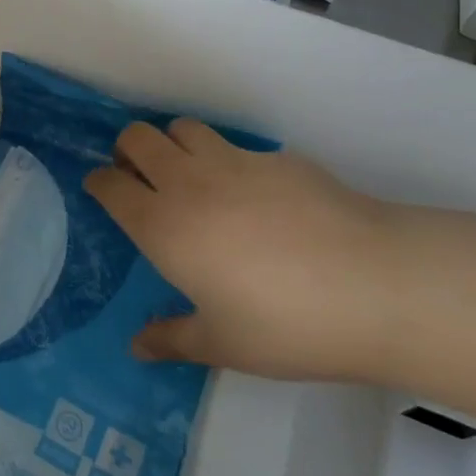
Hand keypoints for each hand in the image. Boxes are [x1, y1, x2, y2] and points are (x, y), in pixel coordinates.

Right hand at [85, 121, 399, 380]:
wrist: (375, 286)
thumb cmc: (286, 324)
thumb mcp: (223, 344)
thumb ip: (172, 339)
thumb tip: (137, 347)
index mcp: (163, 226)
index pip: (110, 184)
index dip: (99, 182)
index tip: (103, 190)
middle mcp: (189, 183)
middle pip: (137, 137)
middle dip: (128, 150)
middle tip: (141, 177)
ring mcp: (235, 162)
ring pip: (184, 128)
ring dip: (175, 144)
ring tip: (193, 177)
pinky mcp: (278, 157)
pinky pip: (237, 147)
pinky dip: (230, 161)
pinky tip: (259, 198)